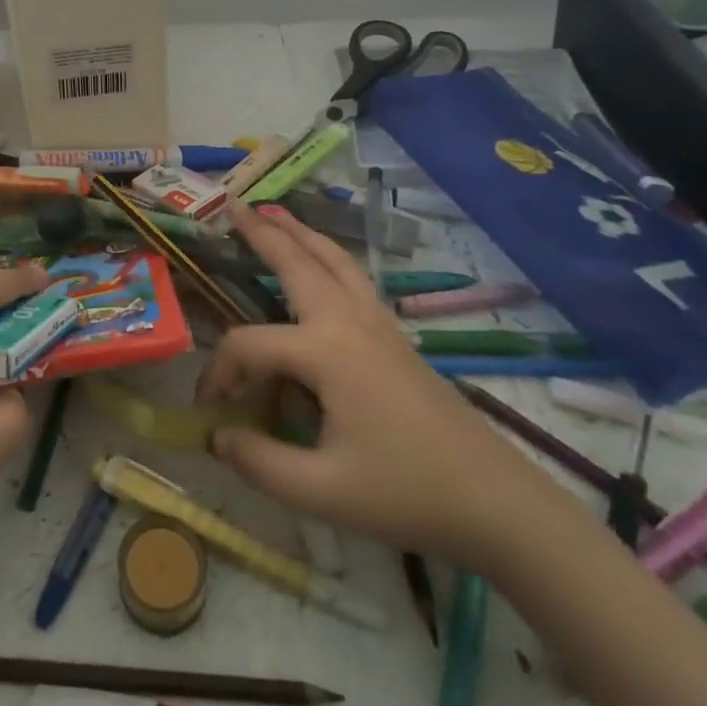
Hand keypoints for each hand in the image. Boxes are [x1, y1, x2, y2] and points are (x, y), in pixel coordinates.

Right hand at [197, 202, 553, 563]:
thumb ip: (259, 462)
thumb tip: (216, 436)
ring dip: (300, 234)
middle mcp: (349, 322)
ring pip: (333, 261)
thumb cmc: (405, 493)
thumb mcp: (322, 491)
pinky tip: (322, 263)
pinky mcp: (396, 336)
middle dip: (262, 233)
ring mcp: (378, 324)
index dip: (220, 373)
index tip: (211, 409)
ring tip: (273, 212)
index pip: (249, 346)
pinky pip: (353, 277)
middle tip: (232, 206)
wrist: (494, 499)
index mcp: (325, 352)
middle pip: (298, 264)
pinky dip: (327, 255)